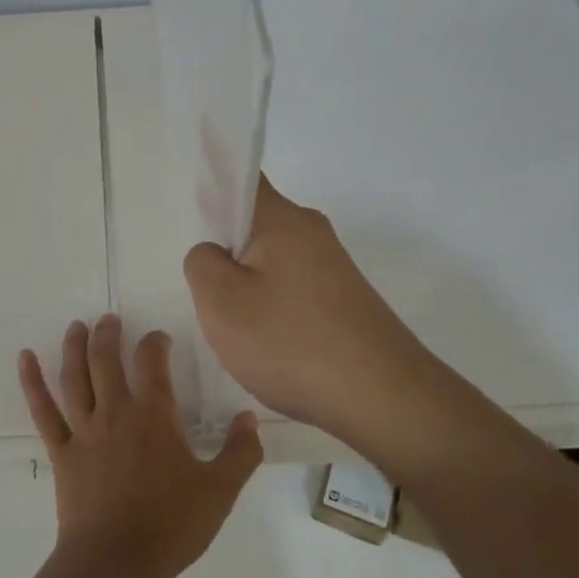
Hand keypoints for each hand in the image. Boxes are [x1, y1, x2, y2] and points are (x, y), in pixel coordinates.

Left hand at [19, 315, 261, 577]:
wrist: (115, 563)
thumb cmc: (170, 526)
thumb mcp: (219, 492)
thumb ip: (240, 453)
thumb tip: (249, 418)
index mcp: (154, 416)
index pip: (153, 362)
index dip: (156, 343)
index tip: (160, 338)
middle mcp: (115, 412)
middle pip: (106, 359)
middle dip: (109, 334)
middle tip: (110, 319)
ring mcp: (83, 430)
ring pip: (74, 377)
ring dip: (74, 347)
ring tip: (76, 326)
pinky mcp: (61, 452)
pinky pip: (43, 411)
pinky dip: (32, 382)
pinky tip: (25, 358)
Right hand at [183, 175, 432, 444]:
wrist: (383, 399)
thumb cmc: (290, 342)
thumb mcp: (221, 302)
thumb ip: (202, 263)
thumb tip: (215, 253)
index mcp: (283, 219)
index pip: (242, 178)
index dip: (213, 187)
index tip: (196, 220)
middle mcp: (312, 232)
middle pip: (253, 225)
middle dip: (225, 254)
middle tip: (210, 295)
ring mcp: (332, 268)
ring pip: (270, 263)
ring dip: (247, 289)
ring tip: (240, 331)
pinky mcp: (343, 300)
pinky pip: (292, 291)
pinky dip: (272, 311)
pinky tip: (270, 347)